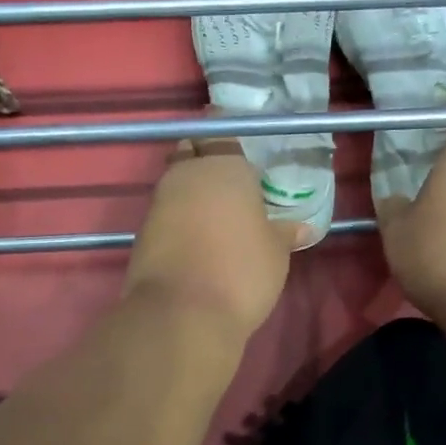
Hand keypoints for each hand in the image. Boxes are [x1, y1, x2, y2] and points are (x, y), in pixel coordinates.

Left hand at [125, 136, 298, 341]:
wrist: (182, 313)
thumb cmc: (241, 270)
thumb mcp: (275, 252)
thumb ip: (284, 233)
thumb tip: (303, 228)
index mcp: (223, 165)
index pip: (220, 130)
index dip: (228, 137)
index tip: (241, 152)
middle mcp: (186, 174)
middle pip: (190, 153)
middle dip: (204, 160)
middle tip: (228, 182)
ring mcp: (158, 202)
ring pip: (175, 184)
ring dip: (190, 192)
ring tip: (217, 214)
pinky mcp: (142, 232)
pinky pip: (165, 213)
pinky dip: (178, 219)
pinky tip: (196, 238)